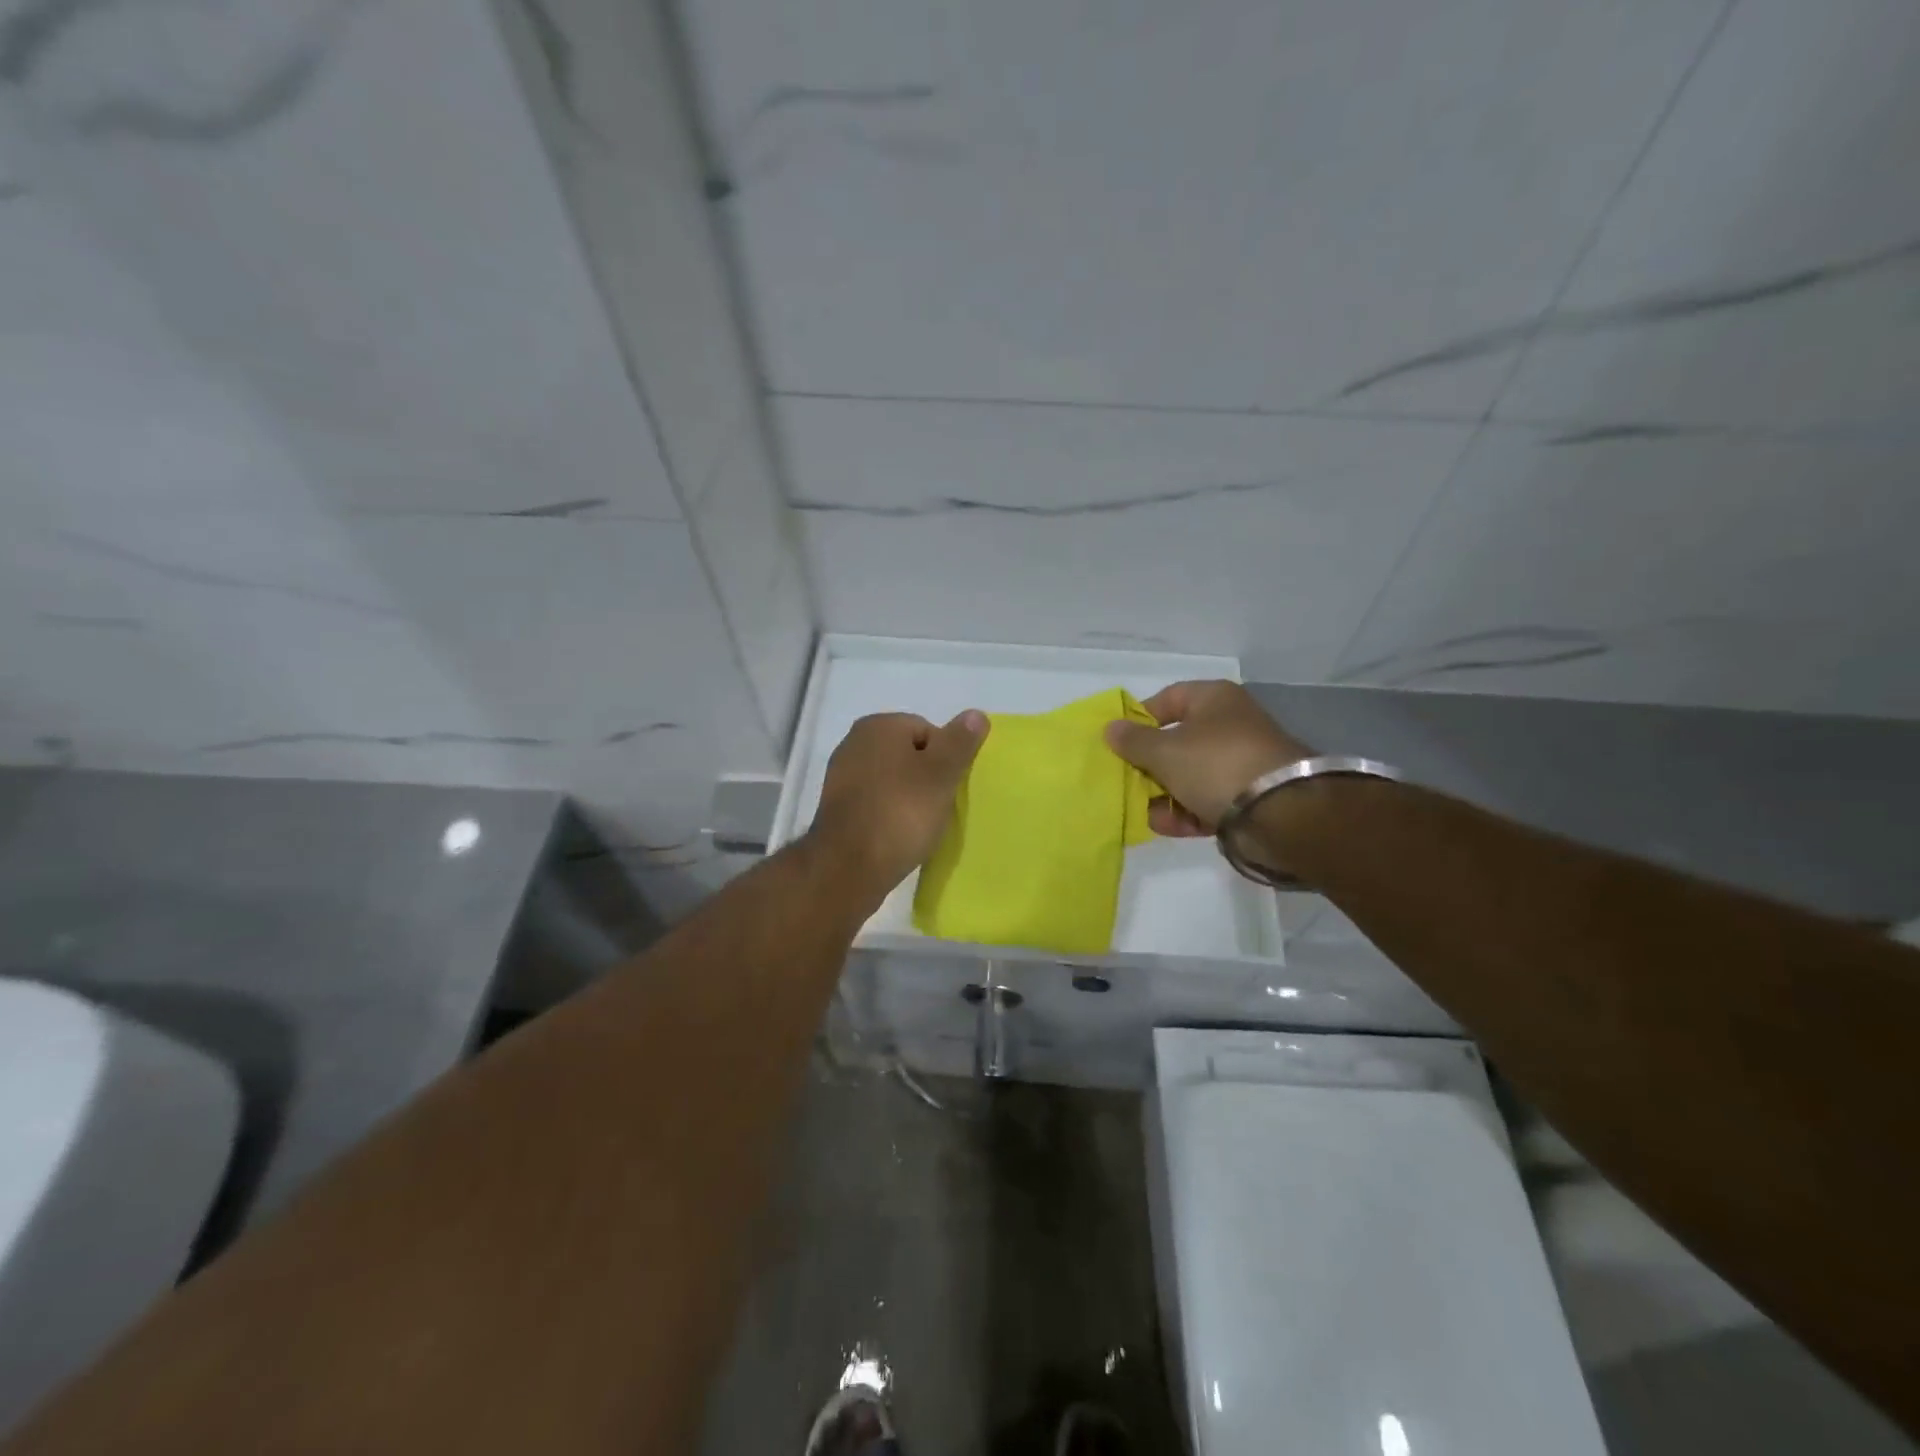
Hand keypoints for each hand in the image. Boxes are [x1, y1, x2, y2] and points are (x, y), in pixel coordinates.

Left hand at [808, 710, 988, 901]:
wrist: (847, 868)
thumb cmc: (900, 813)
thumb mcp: (941, 774)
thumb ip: (960, 742)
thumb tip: (975, 714)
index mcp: (878, 726)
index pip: (928, 731)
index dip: (946, 759)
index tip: (949, 788)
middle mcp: (854, 742)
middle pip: (909, 754)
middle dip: (927, 778)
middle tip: (939, 807)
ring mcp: (841, 775)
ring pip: (893, 779)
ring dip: (910, 797)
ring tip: (921, 825)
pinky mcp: (837, 807)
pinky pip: (876, 801)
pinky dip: (890, 813)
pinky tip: (899, 834)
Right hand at [1105, 680, 1310, 835]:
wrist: (1280, 812)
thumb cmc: (1215, 764)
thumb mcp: (1164, 751)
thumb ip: (1133, 741)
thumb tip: (1110, 728)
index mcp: (1214, 699)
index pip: (1167, 699)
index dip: (1140, 719)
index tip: (1119, 743)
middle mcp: (1230, 725)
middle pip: (1177, 741)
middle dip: (1150, 765)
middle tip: (1127, 781)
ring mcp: (1241, 762)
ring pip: (1191, 775)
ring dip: (1165, 795)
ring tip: (1145, 812)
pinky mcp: (1249, 797)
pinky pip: (1208, 800)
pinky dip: (1187, 812)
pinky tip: (1167, 827)